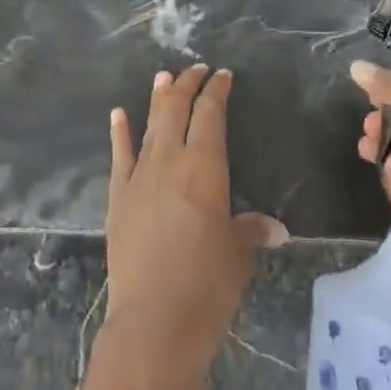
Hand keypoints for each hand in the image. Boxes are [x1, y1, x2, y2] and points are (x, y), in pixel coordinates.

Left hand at [105, 65, 286, 376]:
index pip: (210, 115)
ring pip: (149, 125)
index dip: (216, 91)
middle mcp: (169, 161)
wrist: (154, 320)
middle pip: (176, 110)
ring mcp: (139, 177)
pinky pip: (119, 155)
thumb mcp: (238, 254)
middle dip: (187, 85)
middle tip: (196, 69)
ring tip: (164, 76)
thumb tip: (273, 228)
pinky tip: (118, 114)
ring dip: (158, 99)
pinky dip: (119, 132)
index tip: (222, 76)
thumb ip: (251, 231)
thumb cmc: (208, 284)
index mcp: (205, 167)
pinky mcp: (117, 197)